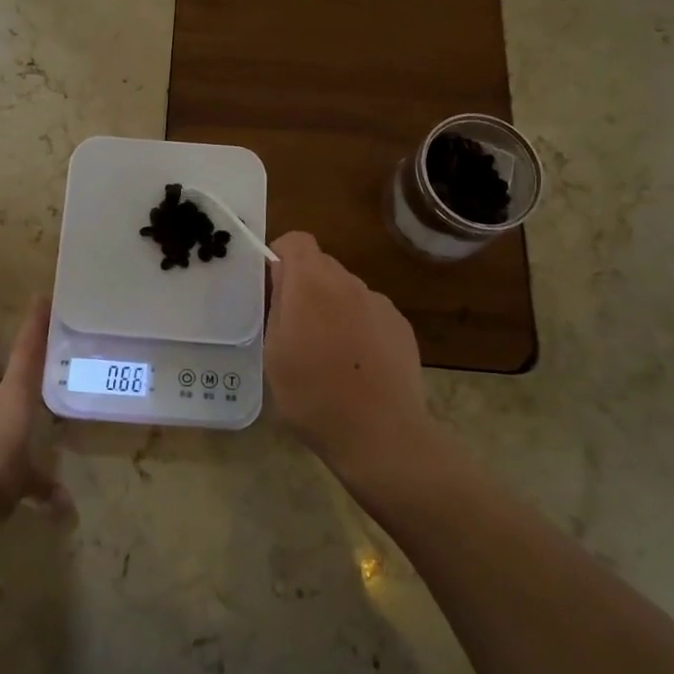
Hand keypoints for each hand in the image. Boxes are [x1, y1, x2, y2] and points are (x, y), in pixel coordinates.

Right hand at [264, 232, 438, 482]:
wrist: (380, 433)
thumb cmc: (312, 394)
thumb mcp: (274, 352)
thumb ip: (276, 306)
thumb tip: (280, 280)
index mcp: (311, 283)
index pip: (296, 240)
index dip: (280, 255)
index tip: (271, 286)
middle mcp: (348, 282)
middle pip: (322, 265)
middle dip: (305, 285)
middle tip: (293, 325)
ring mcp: (379, 303)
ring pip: (347, 290)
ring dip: (333, 307)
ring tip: (328, 352)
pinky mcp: (401, 326)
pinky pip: (371, 313)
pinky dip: (359, 327)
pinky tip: (358, 365)